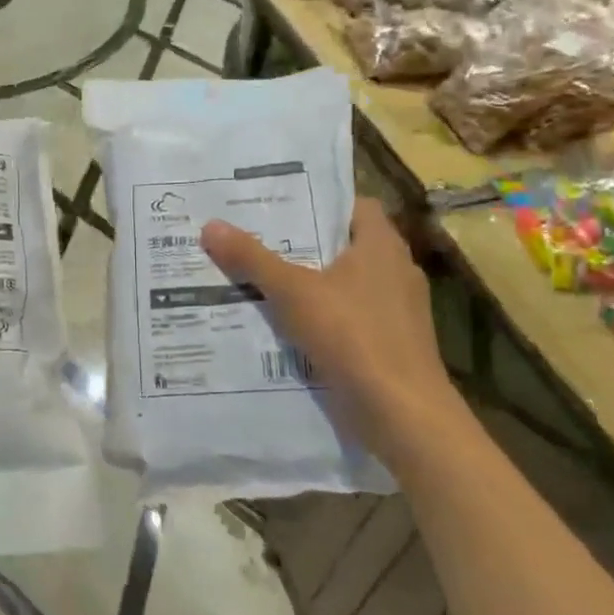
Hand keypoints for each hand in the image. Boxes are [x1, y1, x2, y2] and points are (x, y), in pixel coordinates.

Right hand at [200, 199, 462, 460]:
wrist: (402, 414)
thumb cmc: (353, 336)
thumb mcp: (293, 292)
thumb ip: (252, 259)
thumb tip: (211, 225)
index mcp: (382, 245)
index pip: (353, 205)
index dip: (318, 201)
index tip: (278, 203)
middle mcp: (395, 271)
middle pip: (343, 245)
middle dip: (302, 244)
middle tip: (255, 238)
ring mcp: (396, 311)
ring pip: (344, 285)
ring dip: (309, 284)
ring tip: (260, 279)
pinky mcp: (390, 345)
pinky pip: (348, 318)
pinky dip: (321, 318)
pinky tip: (284, 325)